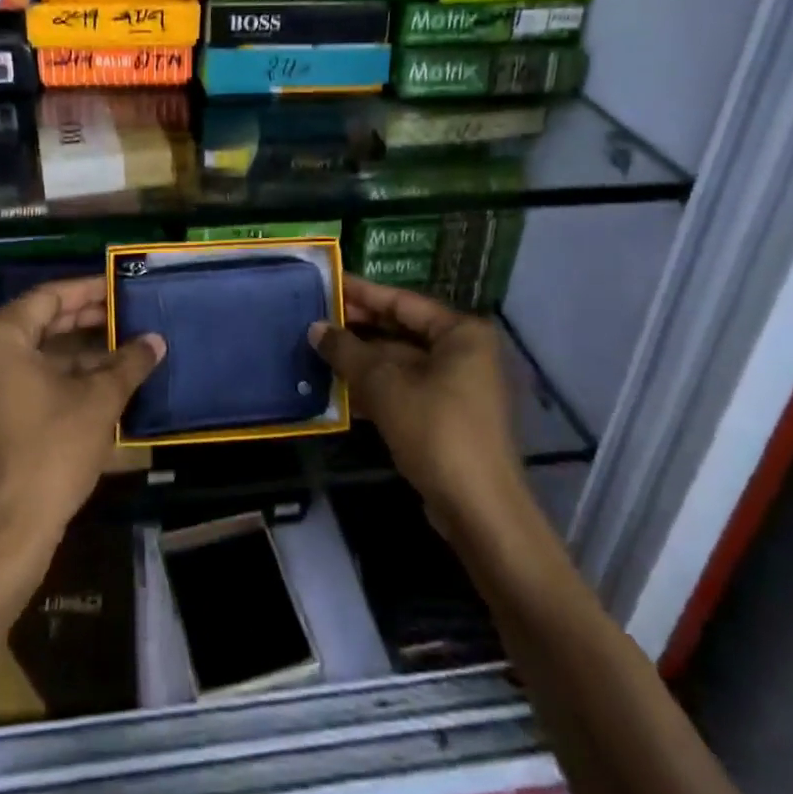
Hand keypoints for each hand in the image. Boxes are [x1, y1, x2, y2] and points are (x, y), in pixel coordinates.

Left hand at [0, 276, 163, 554]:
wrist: (12, 529)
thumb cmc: (53, 449)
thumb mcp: (99, 400)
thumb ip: (129, 363)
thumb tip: (156, 341)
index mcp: (1, 339)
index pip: (49, 297)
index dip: (88, 290)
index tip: (120, 286)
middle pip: (41, 322)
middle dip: (87, 319)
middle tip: (127, 313)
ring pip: (38, 353)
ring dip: (80, 350)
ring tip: (124, 345)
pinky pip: (30, 379)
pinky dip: (64, 375)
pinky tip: (103, 379)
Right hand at [310, 275, 528, 537]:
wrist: (479, 511)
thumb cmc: (436, 430)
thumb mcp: (384, 385)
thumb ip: (347, 351)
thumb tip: (315, 328)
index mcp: (460, 333)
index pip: (402, 301)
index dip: (362, 292)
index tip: (328, 282)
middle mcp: (464, 353)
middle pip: (401, 331)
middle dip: (358, 328)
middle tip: (314, 317)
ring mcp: (457, 388)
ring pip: (400, 363)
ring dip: (361, 361)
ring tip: (316, 351)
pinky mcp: (447, 419)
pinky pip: (404, 390)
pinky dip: (374, 389)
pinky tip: (337, 390)